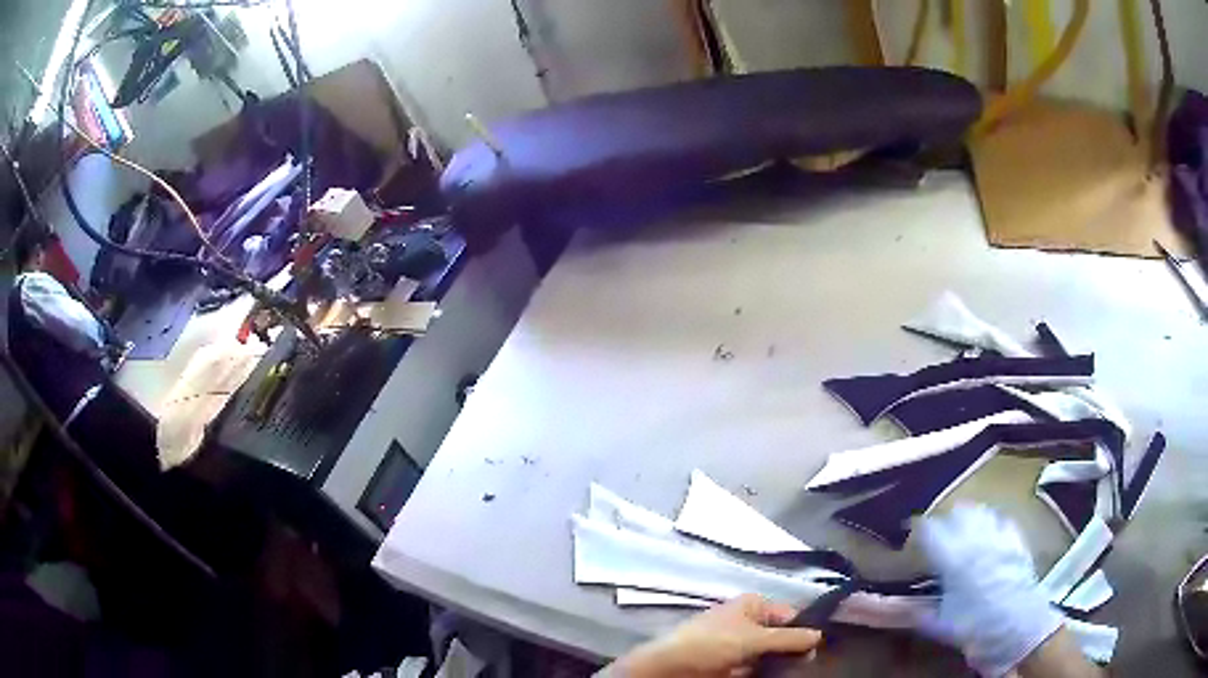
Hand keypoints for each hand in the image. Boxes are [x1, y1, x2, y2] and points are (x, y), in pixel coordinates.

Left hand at [606, 594, 821, 677]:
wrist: (669, 668)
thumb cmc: (712, 643)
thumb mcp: (754, 639)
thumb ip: (789, 639)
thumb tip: (819, 636)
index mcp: (752, 605)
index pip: (788, 615)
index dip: (803, 630)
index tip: (816, 649)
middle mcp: (746, 622)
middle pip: (780, 636)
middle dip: (792, 649)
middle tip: (807, 663)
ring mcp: (737, 645)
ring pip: (769, 654)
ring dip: (780, 663)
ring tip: (794, 672)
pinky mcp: (729, 665)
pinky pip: (754, 668)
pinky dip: (764, 672)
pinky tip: (775, 677)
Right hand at [918, 504, 1064, 677]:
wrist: (1019, 629)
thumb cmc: (975, 629)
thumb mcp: (940, 625)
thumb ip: (915, 611)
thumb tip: (885, 608)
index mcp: (954, 557)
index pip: (931, 530)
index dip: (918, 530)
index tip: (910, 536)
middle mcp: (977, 538)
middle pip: (957, 513)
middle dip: (944, 521)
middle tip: (935, 538)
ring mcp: (1001, 535)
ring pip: (980, 511)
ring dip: (968, 518)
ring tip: (960, 533)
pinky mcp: (1017, 539)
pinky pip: (1001, 520)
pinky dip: (990, 523)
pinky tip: (987, 536)